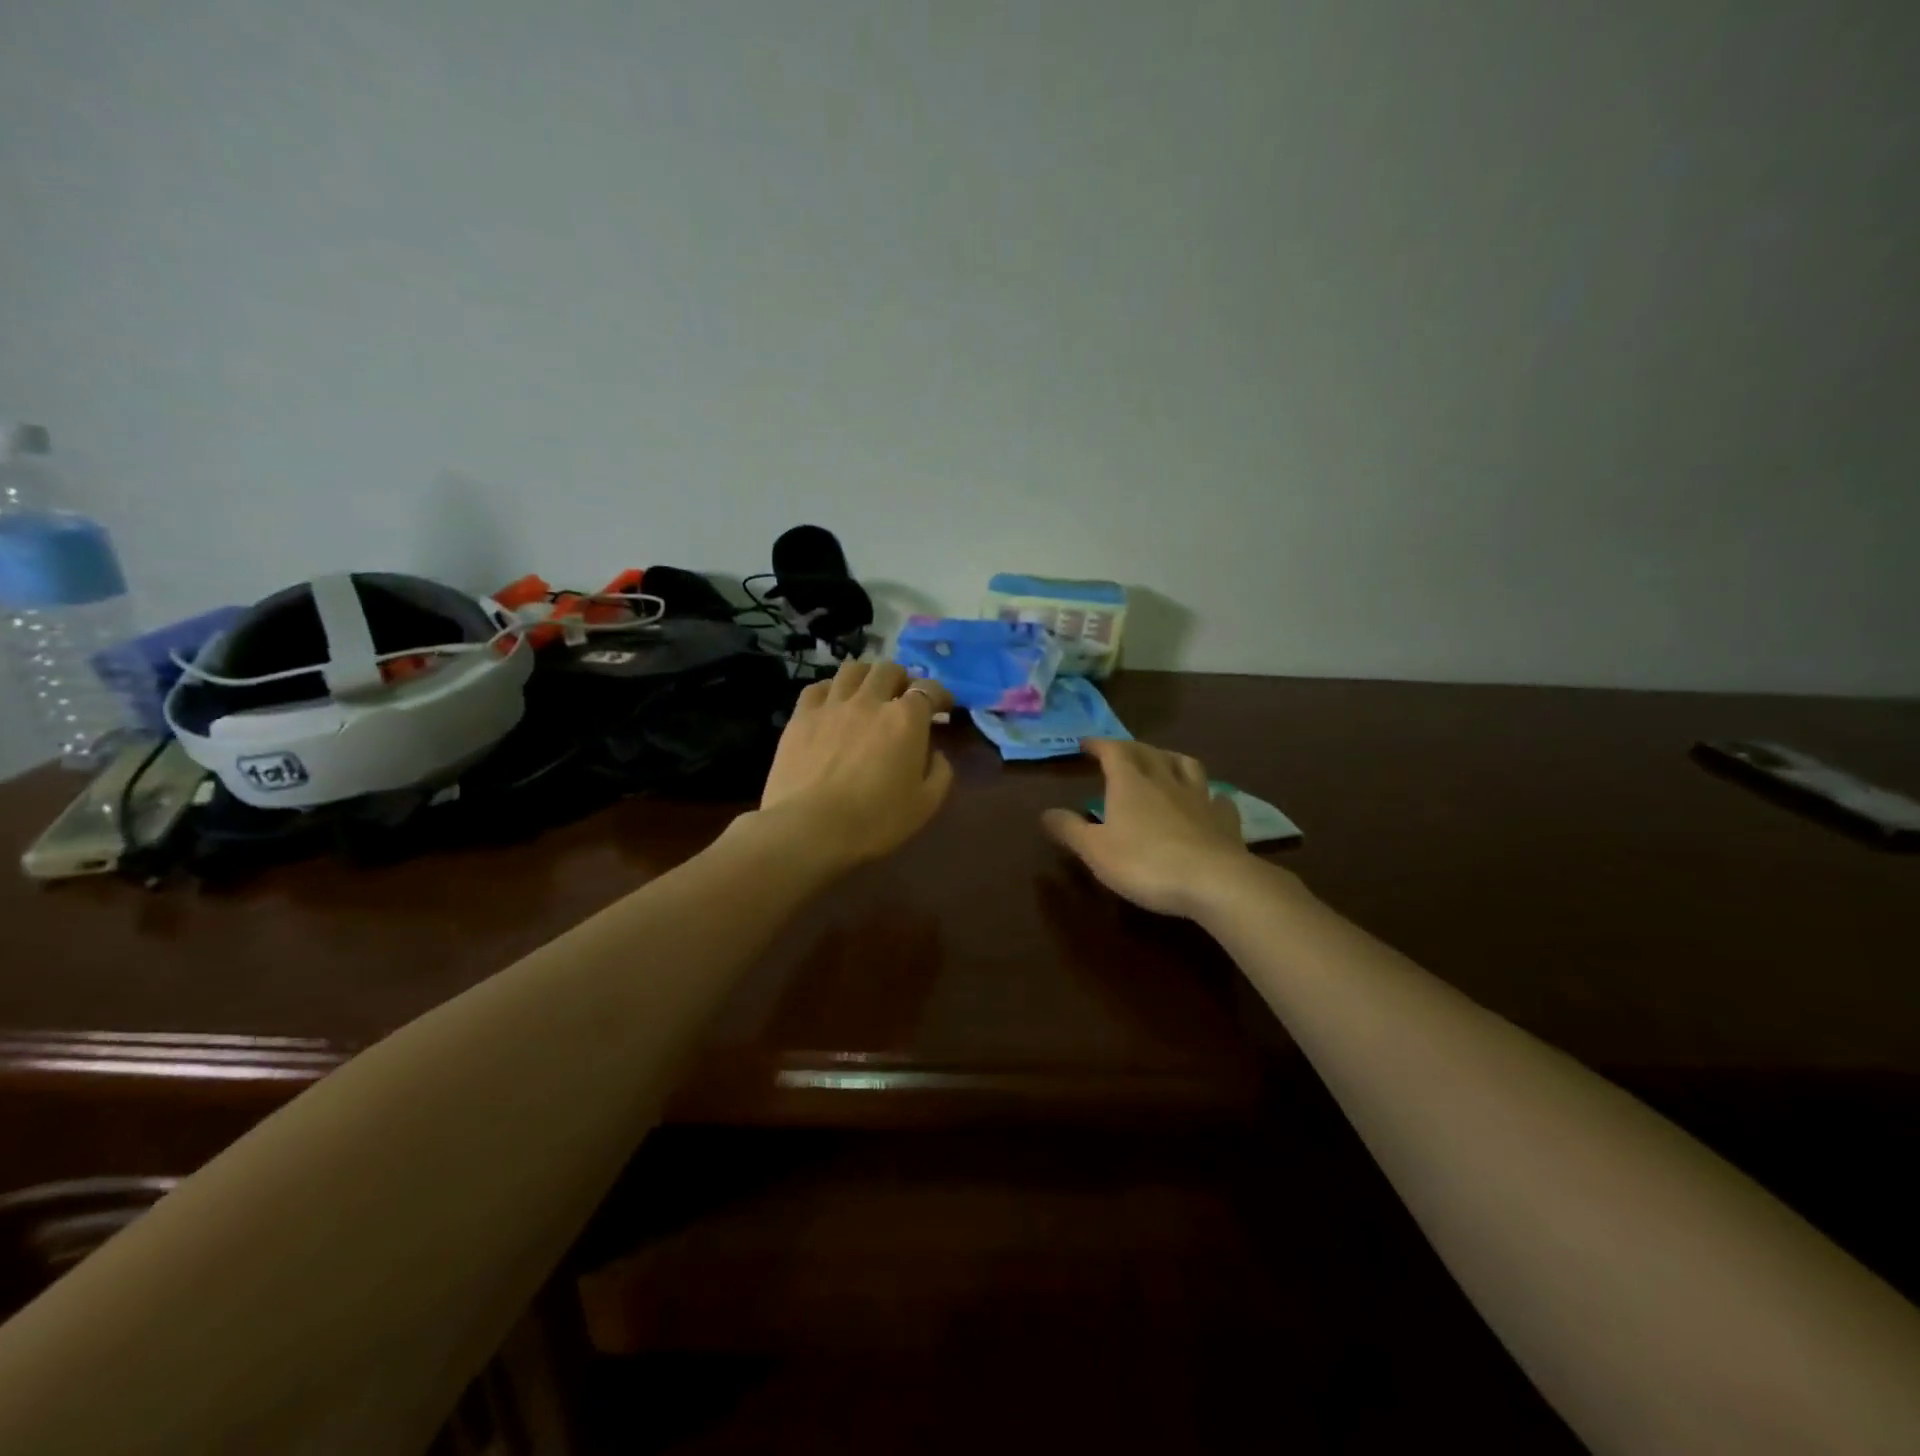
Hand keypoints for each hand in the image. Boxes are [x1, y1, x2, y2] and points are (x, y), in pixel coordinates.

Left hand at [755, 660, 955, 871]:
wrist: (809, 828)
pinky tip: (833, 702)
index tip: (944, 707)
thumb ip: (940, 773)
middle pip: (889, 670)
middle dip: (902, 679)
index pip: (929, 689)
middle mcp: (870, 701)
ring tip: (869, 690)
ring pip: (853, 669)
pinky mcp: (801, 716)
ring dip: (867, 675)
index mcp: (906, 719)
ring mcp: (832, 705)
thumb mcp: (925, 805)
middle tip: (904, 698)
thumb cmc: (875, 820)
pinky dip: (832, 689)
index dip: (940, 695)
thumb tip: (936, 754)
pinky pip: (818, 687)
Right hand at [1042, 740, 1258, 917]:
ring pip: (1186, 765)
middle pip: (1148, 752)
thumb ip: (1070, 829)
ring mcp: (1199, 797)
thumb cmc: (1145, 863)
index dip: (1099, 744)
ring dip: (1171, 758)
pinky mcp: (1224, 819)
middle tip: (1120, 752)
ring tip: (1163, 762)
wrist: (1213, 881)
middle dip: (1131, 748)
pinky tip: (1209, 800)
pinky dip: (1209, 794)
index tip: (1086, 744)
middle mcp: (1165, 780)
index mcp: (1130, 783)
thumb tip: (1046, 813)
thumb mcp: (1095, 851)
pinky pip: (1217, 798)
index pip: (1113, 751)